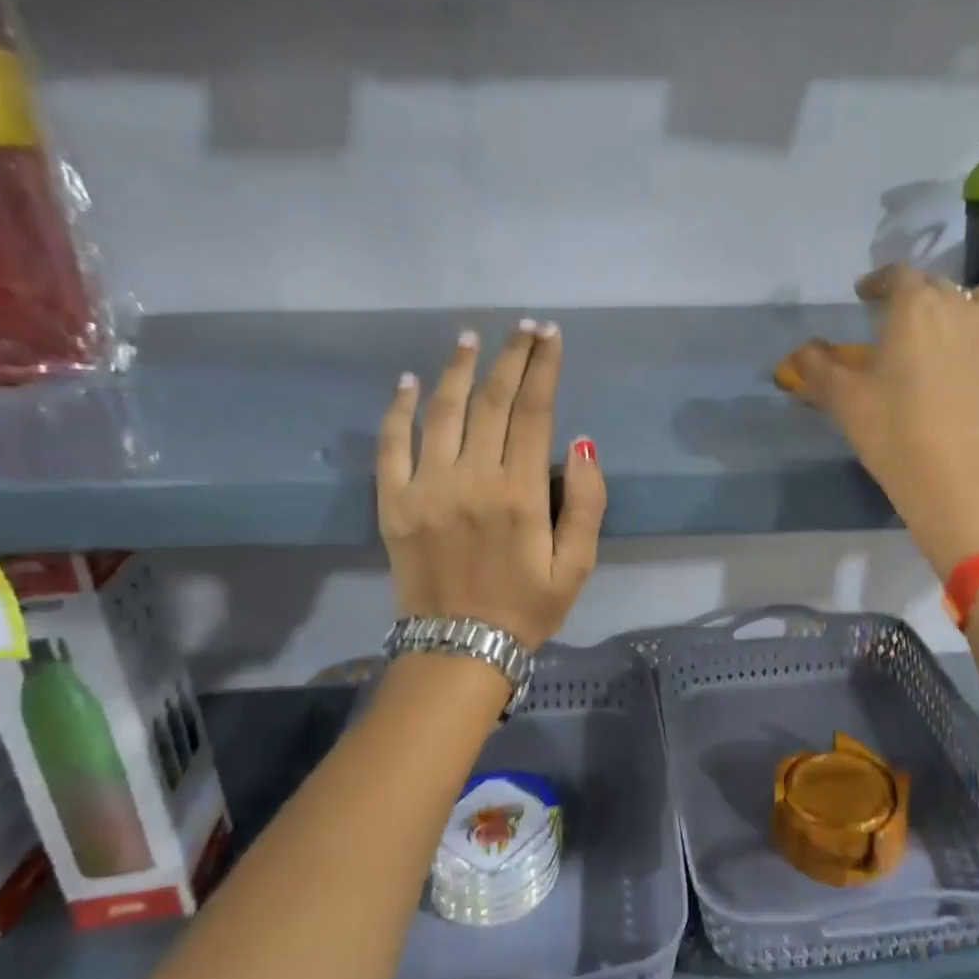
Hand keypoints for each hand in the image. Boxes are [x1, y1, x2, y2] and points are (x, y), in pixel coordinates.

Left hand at [378, 322, 604, 649]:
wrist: (459, 650)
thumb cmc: (527, 608)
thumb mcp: (577, 565)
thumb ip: (587, 502)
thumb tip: (581, 441)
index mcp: (519, 494)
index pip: (535, 412)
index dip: (544, 368)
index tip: (551, 335)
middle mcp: (471, 480)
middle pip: (491, 401)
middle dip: (511, 357)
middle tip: (523, 328)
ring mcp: (426, 489)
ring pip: (442, 412)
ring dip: (457, 369)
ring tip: (471, 338)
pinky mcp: (393, 503)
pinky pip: (391, 445)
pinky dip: (399, 409)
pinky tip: (409, 381)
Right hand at [783, 265, 978, 574]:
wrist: (963, 487)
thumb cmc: (896, 434)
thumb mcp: (844, 401)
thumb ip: (818, 367)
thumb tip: (802, 351)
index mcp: (917, 308)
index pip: (898, 274)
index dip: (878, 281)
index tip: (864, 294)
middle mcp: (962, 311)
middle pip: (938, 285)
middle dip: (913, 295)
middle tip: (893, 318)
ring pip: (978, 305)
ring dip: (956, 309)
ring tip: (938, 335)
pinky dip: (976, 348)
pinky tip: (963, 378)